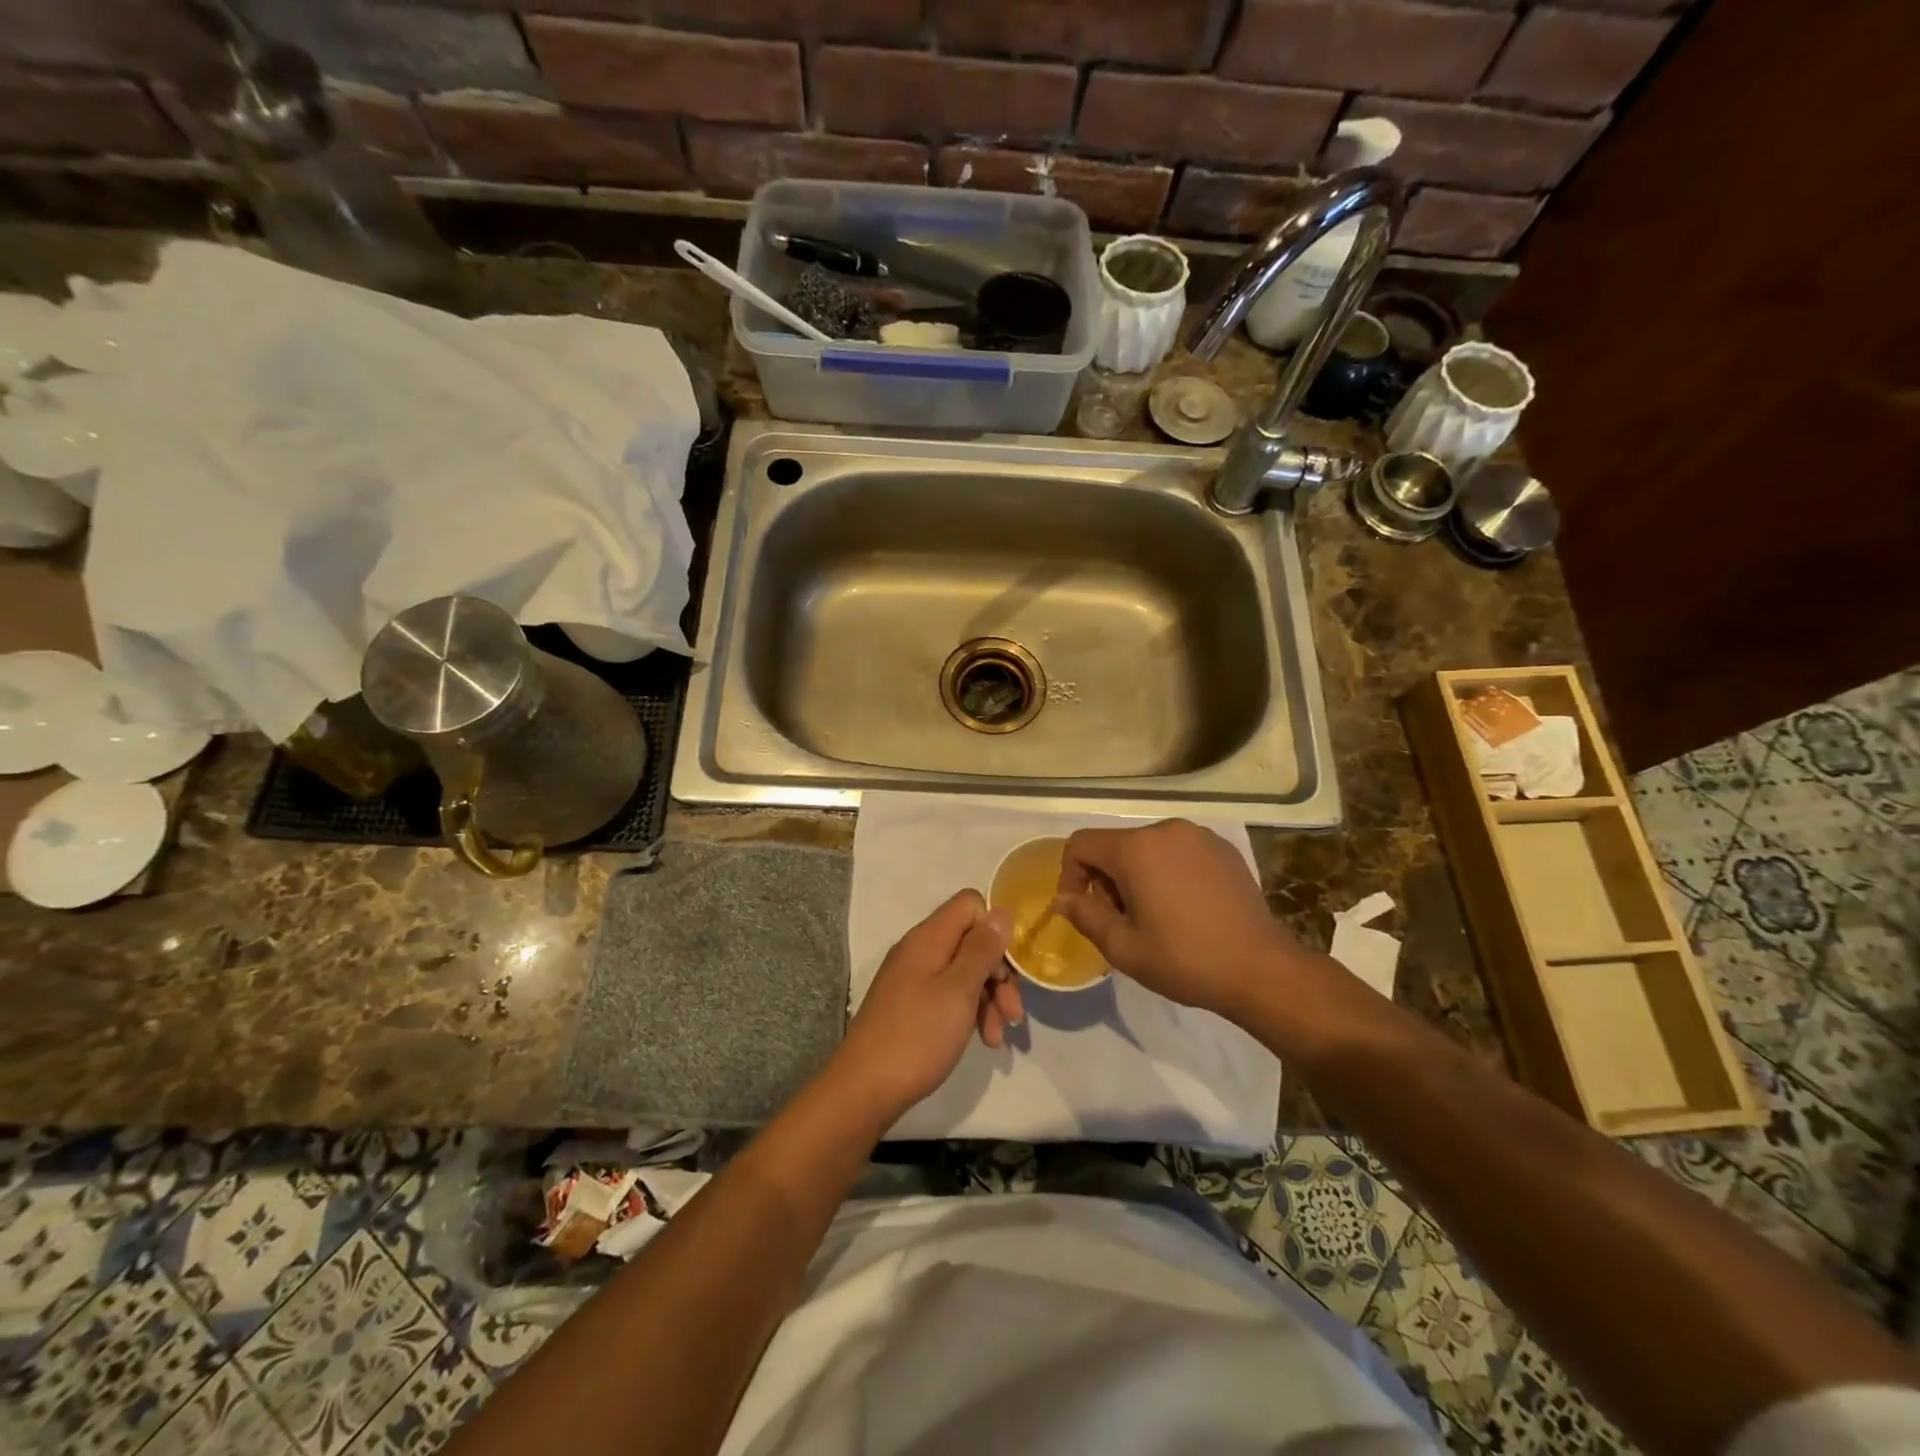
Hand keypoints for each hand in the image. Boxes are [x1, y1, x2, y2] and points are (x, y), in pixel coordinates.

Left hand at [831, 890, 1022, 1123]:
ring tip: (997, 1038)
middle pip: (972, 941)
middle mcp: (920, 950)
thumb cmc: (917, 1036)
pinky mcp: (912, 1004)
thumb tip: (1002, 910)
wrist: (864, 1089)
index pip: (970, 904)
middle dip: (998, 974)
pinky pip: (950, 994)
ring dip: (989, 999)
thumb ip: (982, 949)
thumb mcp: (958, 990)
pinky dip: (970, 1012)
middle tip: (1013, 1013)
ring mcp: (914, 978)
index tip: (1010, 964)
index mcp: (929, 938)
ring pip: (964, 971)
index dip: (995, 928)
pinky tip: (983, 1040)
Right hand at [1054, 819, 1301, 1016]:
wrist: (1261, 968)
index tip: (1083, 908)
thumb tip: (1063, 898)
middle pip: (1115, 845)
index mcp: (1135, 849)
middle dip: (1107, 879)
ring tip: (1155, 916)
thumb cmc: (1184, 959)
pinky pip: (1178, 851)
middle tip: (1122, 920)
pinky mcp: (1223, 848)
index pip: (1081, 844)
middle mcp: (1164, 830)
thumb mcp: (1123, 947)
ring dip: (1138, 875)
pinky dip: (1168, 871)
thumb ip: (1085, 915)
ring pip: (1147, 848)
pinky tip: (1186, 907)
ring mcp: (1198, 836)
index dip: (1070, 874)